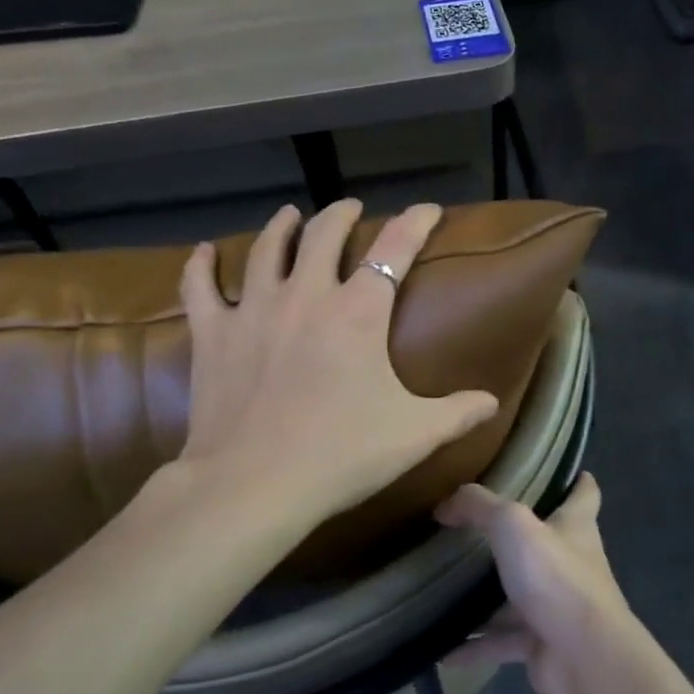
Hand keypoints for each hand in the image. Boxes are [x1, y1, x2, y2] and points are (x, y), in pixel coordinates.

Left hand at [177, 199, 498, 525]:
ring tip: (290, 215)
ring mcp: (253, 310)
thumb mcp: (414, 435)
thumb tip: (492, 402)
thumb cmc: (341, 455)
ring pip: (266, 249)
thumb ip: (458, 413)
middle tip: (350, 208)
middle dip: (341, 214)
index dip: (415, 222)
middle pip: (323, 234)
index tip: (428, 208)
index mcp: (359, 312)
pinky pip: (201, 286)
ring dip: (281, 226)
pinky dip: (202, 265)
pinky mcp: (212, 334)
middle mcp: (306, 295)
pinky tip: (204, 252)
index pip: (394, 248)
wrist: (254, 484)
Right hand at [436, 473, 639, 693]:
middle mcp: (571, 563)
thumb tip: (446, 505)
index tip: (563, 471)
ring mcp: (557, 606)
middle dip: (518, 536)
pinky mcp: (542, 644)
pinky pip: (501, 641)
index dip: (576, 481)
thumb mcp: (513, 526)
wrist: (584, 660)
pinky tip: (442, 649)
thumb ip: (478, 507)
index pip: (585, 495)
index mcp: (575, 527)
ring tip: (447, 586)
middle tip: (476, 526)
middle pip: (547, 543)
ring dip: (488, 596)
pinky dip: (475, 644)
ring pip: (518, 595)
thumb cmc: (556, 579)